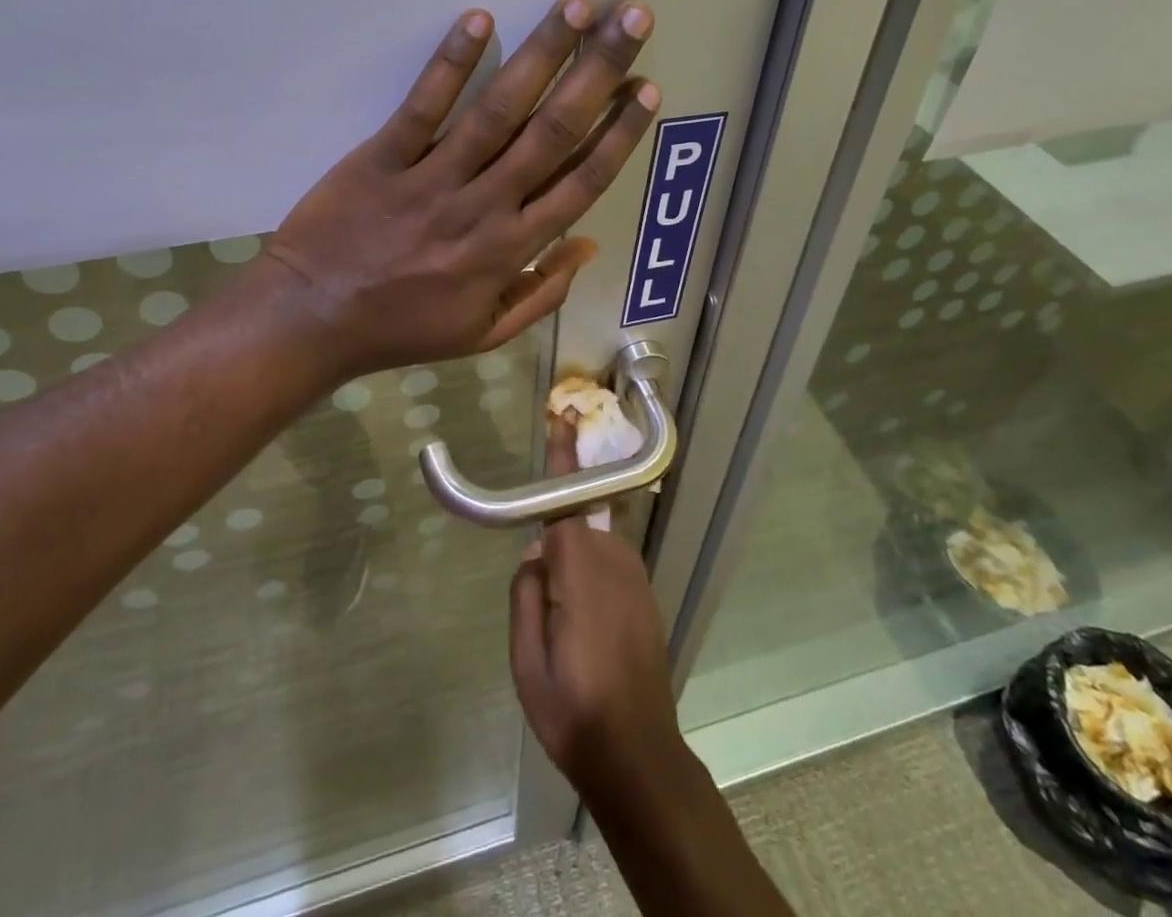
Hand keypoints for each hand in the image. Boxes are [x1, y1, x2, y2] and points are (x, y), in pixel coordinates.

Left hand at [262, 0, 658, 383]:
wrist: (313, 320)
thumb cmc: (402, 328)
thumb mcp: (483, 334)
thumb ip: (541, 294)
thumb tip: (587, 245)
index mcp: (511, 250)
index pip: (581, 182)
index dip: (618, 133)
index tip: (646, 88)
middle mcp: (484, 206)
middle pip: (552, 131)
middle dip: (598, 72)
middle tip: (632, 20)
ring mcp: (432, 179)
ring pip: (499, 110)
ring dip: (542, 54)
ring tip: (578, 7)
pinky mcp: (382, 158)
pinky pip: (422, 107)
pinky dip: (451, 64)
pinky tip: (480, 20)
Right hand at [508, 419, 689, 810]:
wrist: (638, 756)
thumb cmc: (574, 711)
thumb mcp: (526, 662)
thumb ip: (526, 595)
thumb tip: (535, 555)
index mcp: (581, 572)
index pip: (567, 500)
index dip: (563, 456)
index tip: (562, 415)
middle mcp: (614, 563)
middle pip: (576, 525)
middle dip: (554, 546)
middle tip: (542, 606)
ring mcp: (636, 579)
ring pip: (592, 548)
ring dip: (572, 567)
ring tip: (563, 632)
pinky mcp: (645, 597)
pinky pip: (608, 567)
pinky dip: (589, 579)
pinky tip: (585, 634)